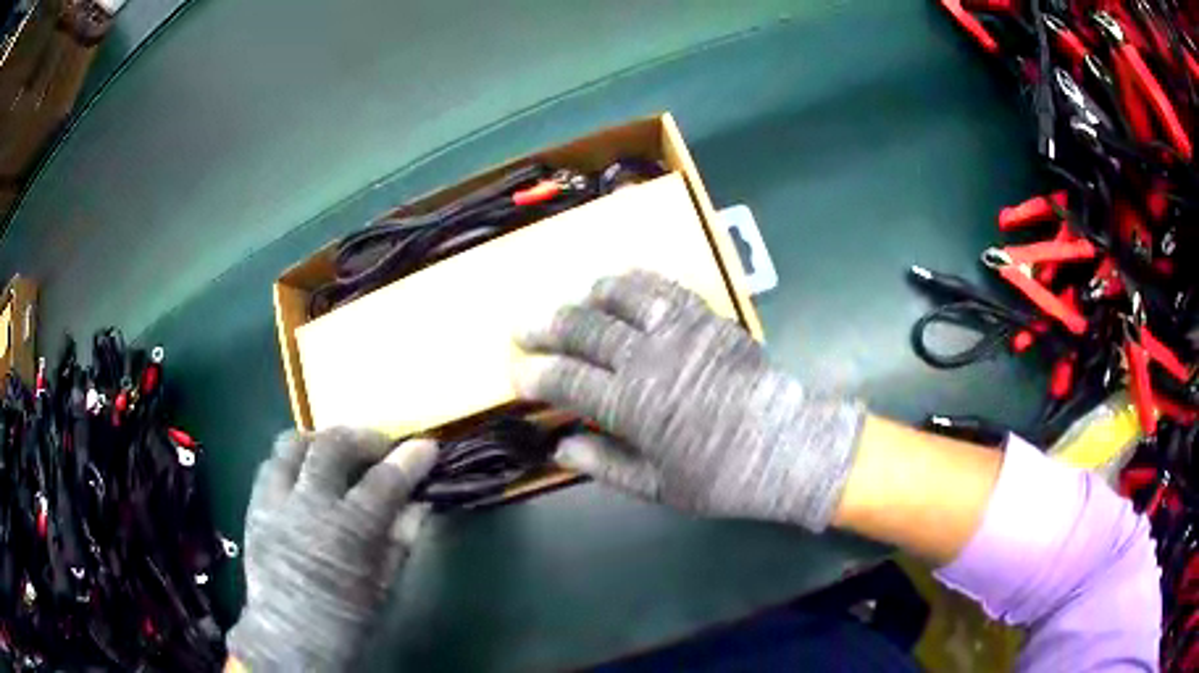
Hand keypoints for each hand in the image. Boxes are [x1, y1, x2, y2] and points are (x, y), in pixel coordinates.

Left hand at [226, 428, 435, 670]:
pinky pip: (271, 465)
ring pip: (292, 444)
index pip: (384, 481)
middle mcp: (306, 506)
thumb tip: (420, 503)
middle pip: (332, 446)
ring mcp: (274, 502)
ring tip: (338, 456)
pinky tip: (306, 478)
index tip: (428, 447)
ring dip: (321, 443)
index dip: (410, 460)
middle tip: (381, 448)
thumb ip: (401, 538)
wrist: (289, 640)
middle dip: (363, 438)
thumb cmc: (345, 620)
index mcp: (346, 532)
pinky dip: (293, 462)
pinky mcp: (254, 507)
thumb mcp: (383, 585)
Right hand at [514, 270, 864, 530]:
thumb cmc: (722, 476)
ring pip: (620, 298)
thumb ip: (604, 464)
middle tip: (524, 326)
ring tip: (574, 302)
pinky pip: (664, 288)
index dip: (536, 376)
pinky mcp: (707, 318)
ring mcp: (679, 332)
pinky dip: (637, 281)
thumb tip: (560, 448)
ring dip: (589, 298)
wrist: (785, 446)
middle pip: (584, 330)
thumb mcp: (658, 487)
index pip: (567, 382)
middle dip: (546, 328)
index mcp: (632, 406)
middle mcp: (648, 359)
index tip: (518, 374)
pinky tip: (624, 282)